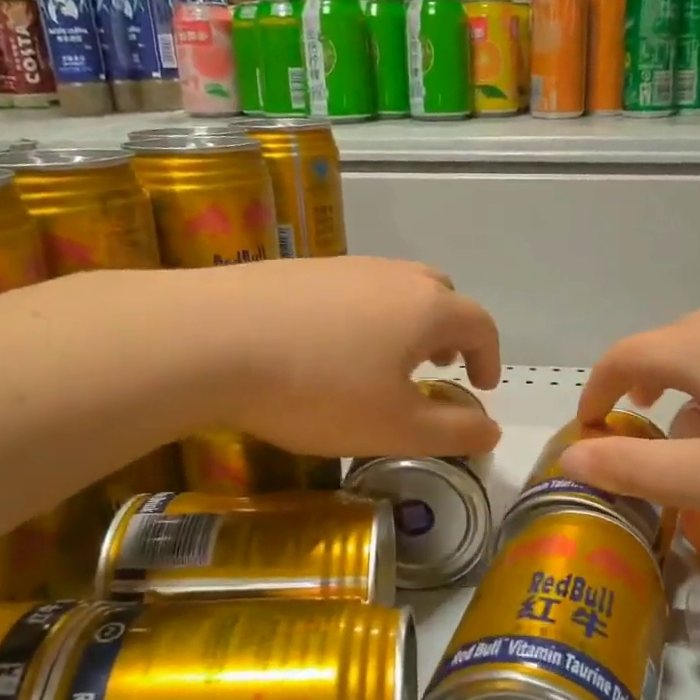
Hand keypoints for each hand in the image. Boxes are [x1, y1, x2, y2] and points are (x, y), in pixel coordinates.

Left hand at [183, 257, 502, 458]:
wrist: (208, 339)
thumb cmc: (318, 389)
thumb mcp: (394, 428)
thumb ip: (452, 432)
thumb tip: (491, 430)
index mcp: (427, 308)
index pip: (480, 324)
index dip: (489, 357)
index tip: (481, 386)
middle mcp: (392, 276)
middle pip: (440, 296)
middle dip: (450, 333)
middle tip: (437, 367)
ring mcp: (343, 267)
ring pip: (394, 290)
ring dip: (406, 323)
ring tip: (385, 361)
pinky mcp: (299, 270)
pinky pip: (351, 291)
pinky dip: (362, 317)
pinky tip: (328, 349)